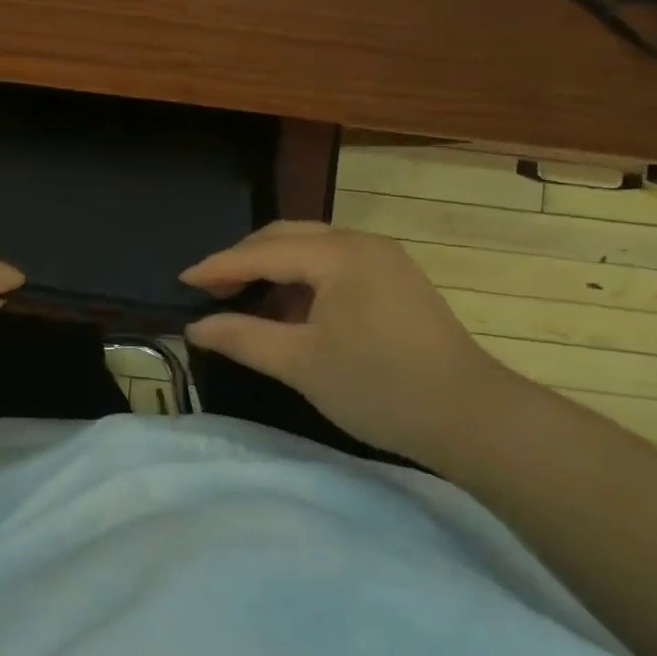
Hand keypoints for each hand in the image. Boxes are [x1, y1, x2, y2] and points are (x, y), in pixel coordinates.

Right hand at [180, 221, 518, 467]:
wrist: (474, 418)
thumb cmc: (380, 387)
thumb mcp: (301, 364)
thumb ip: (243, 338)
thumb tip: (196, 327)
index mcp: (338, 254)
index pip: (263, 251)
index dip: (218, 266)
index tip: (182, 279)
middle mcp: (361, 242)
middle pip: (286, 237)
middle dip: (244, 259)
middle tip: (209, 287)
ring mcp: (384, 258)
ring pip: (312, 247)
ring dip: (274, 267)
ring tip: (244, 297)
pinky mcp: (397, 278)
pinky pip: (335, 263)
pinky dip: (304, 278)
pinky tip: (292, 307)